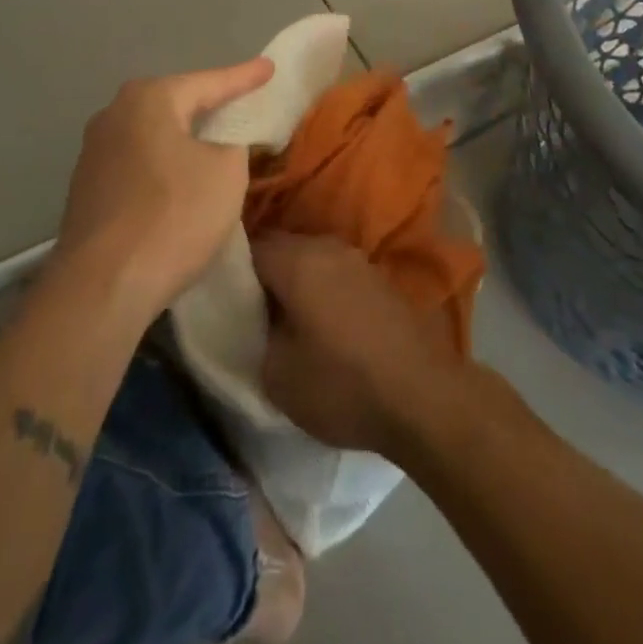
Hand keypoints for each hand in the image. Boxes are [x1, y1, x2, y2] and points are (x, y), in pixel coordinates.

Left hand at [52, 59, 272, 323]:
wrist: (101, 287)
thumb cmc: (173, 215)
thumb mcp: (227, 172)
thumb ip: (234, 142)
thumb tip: (223, 142)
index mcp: (149, 99)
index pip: (210, 82)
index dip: (245, 77)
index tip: (270, 68)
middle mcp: (114, 115)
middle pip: (176, 104)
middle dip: (209, 104)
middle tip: (242, 101)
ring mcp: (94, 153)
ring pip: (154, 135)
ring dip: (184, 138)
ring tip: (214, 141)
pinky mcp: (87, 190)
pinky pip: (139, 164)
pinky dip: (164, 165)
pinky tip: (179, 181)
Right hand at [252, 232, 471, 462]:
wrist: (422, 395)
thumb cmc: (342, 384)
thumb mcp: (277, 374)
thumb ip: (257, 334)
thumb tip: (258, 318)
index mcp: (297, 260)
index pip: (249, 248)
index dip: (229, 271)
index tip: (220, 297)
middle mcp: (327, 247)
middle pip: (281, 247)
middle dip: (262, 273)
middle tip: (246, 309)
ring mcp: (358, 259)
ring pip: (310, 258)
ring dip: (294, 280)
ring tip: (281, 316)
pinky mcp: (379, 278)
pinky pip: (335, 272)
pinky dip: (321, 288)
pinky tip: (318, 320)